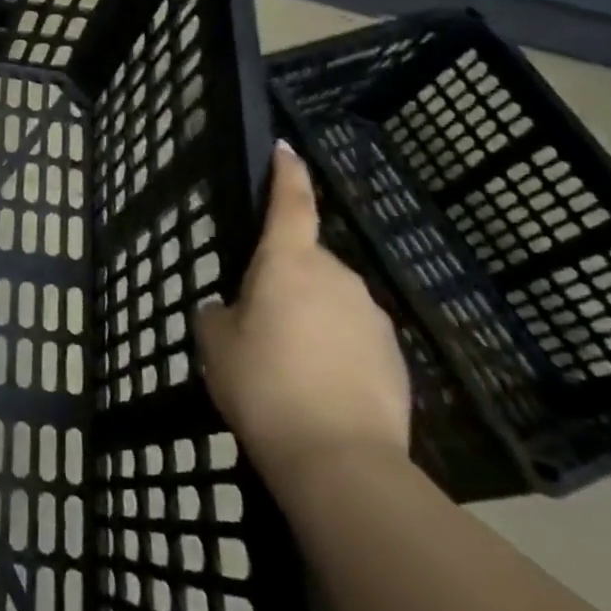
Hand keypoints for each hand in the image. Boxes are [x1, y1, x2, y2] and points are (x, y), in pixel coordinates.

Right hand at [194, 141, 411, 488]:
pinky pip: (353, 337)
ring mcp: (371, 316)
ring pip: (330, 301)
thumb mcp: (216, 346)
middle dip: (285, 279)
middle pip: (306, 261)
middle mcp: (337, 277)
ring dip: (310, 317)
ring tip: (289, 368)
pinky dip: (335, 350)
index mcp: (289, 262)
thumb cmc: (264, 386)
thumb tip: (230, 311)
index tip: (285, 149)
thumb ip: (218, 315)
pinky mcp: (395, 356)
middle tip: (259, 323)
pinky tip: (319, 390)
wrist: (341, 461)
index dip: (286, 172)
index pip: (290, 201)